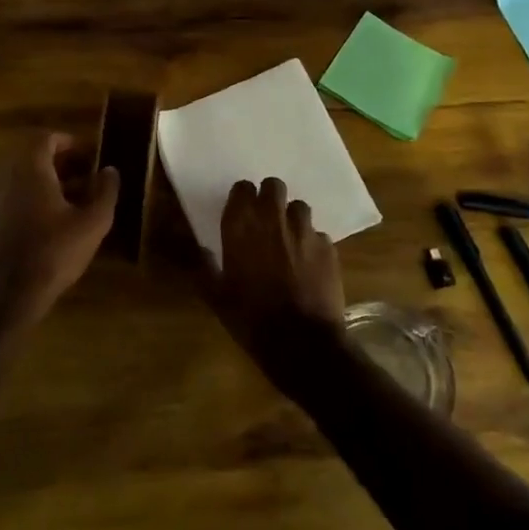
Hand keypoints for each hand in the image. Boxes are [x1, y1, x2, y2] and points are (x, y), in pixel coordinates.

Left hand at [0, 133, 118, 321]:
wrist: (10, 293)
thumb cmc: (54, 252)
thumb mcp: (92, 222)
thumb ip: (105, 191)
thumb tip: (110, 170)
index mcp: (30, 169)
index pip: (45, 139)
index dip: (68, 142)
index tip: (88, 154)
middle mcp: (7, 176)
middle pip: (31, 156)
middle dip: (59, 162)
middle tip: (84, 175)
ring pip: (21, 177)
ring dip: (45, 180)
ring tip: (70, 198)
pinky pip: (11, 196)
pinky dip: (30, 198)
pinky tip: (49, 219)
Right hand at [202, 177, 346, 388]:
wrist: (301, 342)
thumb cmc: (251, 318)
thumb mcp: (217, 297)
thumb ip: (205, 268)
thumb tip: (200, 250)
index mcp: (241, 226)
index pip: (242, 188)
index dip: (243, 198)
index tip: (241, 212)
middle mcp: (273, 219)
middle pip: (274, 186)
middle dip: (270, 198)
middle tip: (266, 219)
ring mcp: (304, 231)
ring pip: (299, 207)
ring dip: (292, 219)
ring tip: (289, 240)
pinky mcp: (328, 247)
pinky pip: (319, 235)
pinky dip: (312, 244)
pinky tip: (309, 264)